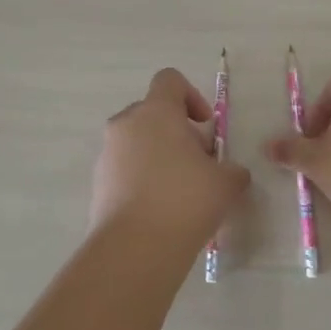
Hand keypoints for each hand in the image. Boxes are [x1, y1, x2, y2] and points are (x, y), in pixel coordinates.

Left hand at [91, 68, 249, 244]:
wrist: (135, 249)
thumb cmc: (185, 200)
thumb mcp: (226, 182)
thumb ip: (232, 169)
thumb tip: (230, 172)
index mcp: (156, 112)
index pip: (170, 80)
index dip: (192, 96)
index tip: (206, 126)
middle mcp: (125, 125)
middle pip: (152, 113)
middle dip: (177, 132)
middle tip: (199, 162)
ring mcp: (106, 155)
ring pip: (137, 142)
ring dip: (159, 156)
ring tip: (181, 191)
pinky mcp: (98, 184)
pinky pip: (124, 170)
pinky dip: (142, 179)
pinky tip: (161, 209)